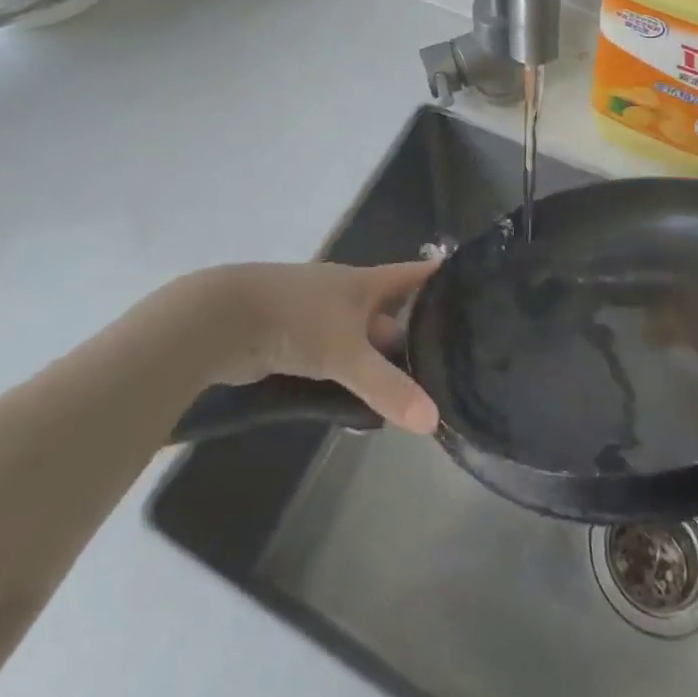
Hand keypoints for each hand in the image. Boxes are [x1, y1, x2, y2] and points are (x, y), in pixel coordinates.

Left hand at [174, 259, 440, 434]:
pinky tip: (359, 405)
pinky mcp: (294, 342)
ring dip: (378, 363)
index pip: (412, 275)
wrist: (225, 319)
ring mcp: (318, 318)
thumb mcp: (347, 353)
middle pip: (389, 314)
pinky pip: (333, 360)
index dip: (439, 278)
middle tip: (446, 366)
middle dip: (412, 337)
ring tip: (409, 395)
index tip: (472, 283)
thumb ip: (388, 387)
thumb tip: (433, 421)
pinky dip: (348, 377)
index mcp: (364, 284)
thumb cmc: (297, 319)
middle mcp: (345, 296)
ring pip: (360, 340)